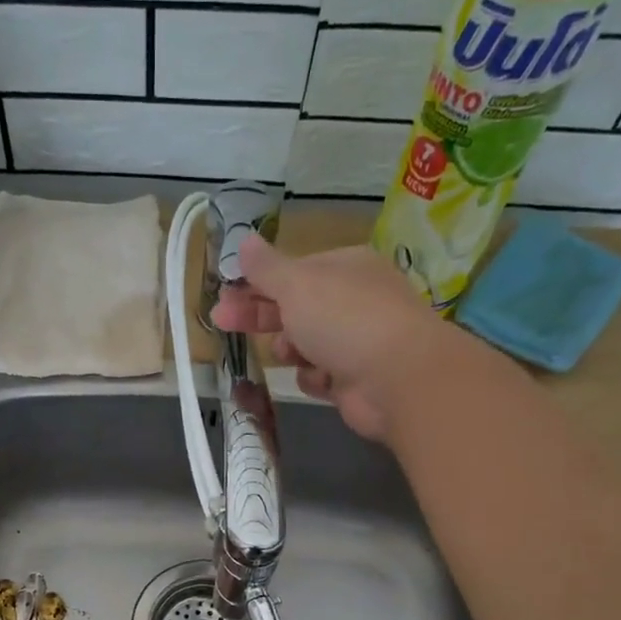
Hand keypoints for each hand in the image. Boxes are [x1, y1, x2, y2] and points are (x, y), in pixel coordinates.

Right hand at [211, 237, 459, 442]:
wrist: (397, 378)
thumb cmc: (344, 320)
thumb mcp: (297, 284)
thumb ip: (266, 267)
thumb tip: (244, 240)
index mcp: (344, 267)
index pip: (292, 272)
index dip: (256, 282)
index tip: (224, 295)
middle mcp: (353, 300)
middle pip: (294, 307)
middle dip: (260, 316)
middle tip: (223, 322)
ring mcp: (357, 341)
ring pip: (304, 345)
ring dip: (290, 350)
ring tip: (288, 353)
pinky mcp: (355, 379)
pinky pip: (320, 376)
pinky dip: (315, 378)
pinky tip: (320, 378)